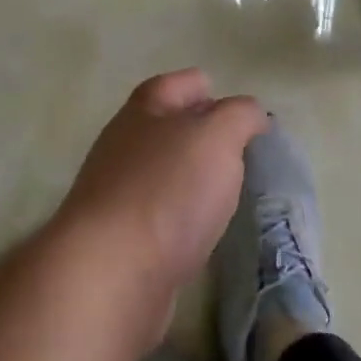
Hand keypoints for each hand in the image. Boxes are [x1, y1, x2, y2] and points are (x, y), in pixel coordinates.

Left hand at [58, 69, 266, 303]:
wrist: (109, 276)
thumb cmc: (167, 191)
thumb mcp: (217, 137)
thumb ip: (239, 116)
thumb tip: (250, 114)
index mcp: (143, 112)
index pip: (175, 85)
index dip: (205, 88)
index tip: (239, 109)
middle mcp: (124, 147)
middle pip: (166, 128)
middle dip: (202, 134)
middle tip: (242, 150)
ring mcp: (117, 195)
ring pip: (163, 172)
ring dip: (193, 177)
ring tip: (230, 189)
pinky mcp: (120, 240)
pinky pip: (159, 215)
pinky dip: (182, 216)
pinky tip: (203, 229)